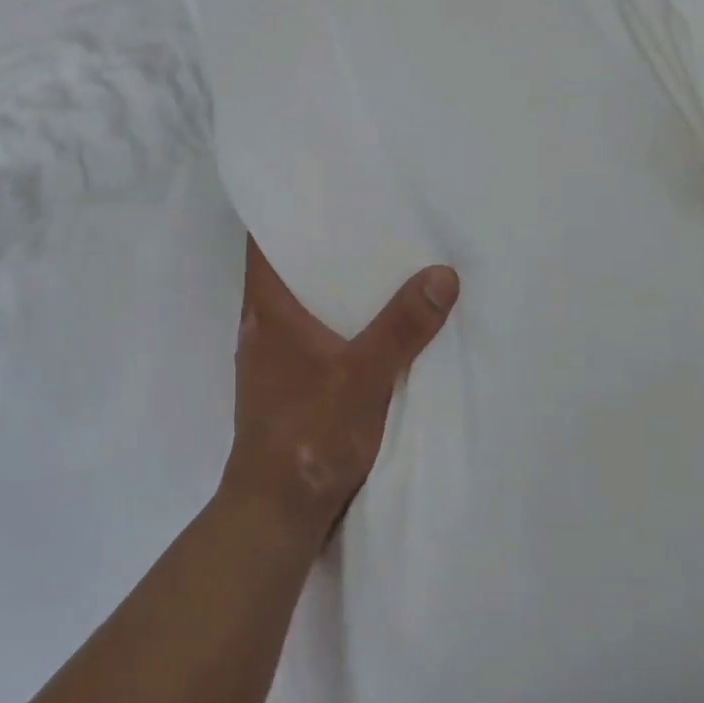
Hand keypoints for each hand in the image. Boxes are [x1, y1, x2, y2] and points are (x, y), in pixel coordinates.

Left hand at [221, 238, 458, 544]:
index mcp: (267, 309)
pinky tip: (367, 324)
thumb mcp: (364, 376)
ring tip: (373, 261)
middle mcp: (261, 326)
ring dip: (328, 286)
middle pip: (286, 269)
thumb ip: (402, 327)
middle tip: (363, 217)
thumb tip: (442, 274)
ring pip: (299, 305)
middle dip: (320, 245)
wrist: (276, 513)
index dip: (285, 212)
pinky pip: (309, 336)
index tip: (319, 189)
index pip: (263, 242)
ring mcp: (270, 360)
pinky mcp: (285, 388)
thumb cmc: (309, 433)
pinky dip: (333, 322)